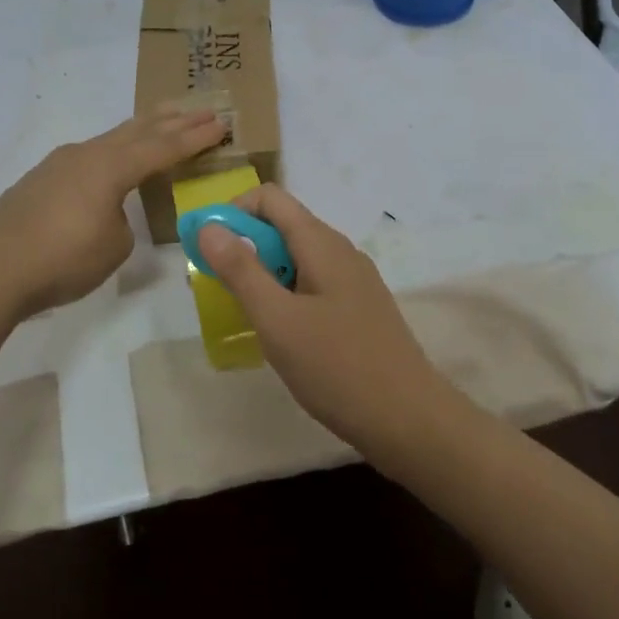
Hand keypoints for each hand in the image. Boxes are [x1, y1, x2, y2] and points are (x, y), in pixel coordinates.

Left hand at [0, 107, 226, 318]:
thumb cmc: (63, 260)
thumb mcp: (113, 247)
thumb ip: (122, 221)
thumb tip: (110, 212)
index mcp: (111, 168)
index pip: (163, 148)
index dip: (195, 138)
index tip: (221, 123)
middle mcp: (87, 155)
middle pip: (138, 131)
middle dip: (173, 121)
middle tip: (202, 109)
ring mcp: (59, 163)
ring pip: (111, 138)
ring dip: (141, 130)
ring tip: (163, 119)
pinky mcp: (40, 179)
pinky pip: (88, 155)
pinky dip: (113, 149)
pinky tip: (112, 157)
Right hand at [198, 184, 445, 446]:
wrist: (409, 420)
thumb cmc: (337, 367)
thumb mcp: (278, 320)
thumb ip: (241, 270)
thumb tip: (209, 226)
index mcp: (321, 243)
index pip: (269, 198)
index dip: (232, 212)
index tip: (208, 250)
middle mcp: (340, 251)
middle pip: (283, 226)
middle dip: (243, 247)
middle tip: (217, 289)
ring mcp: (354, 281)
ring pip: (297, 258)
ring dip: (263, 274)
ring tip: (245, 315)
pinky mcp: (360, 309)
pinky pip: (314, 284)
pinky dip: (287, 295)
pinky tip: (281, 335)